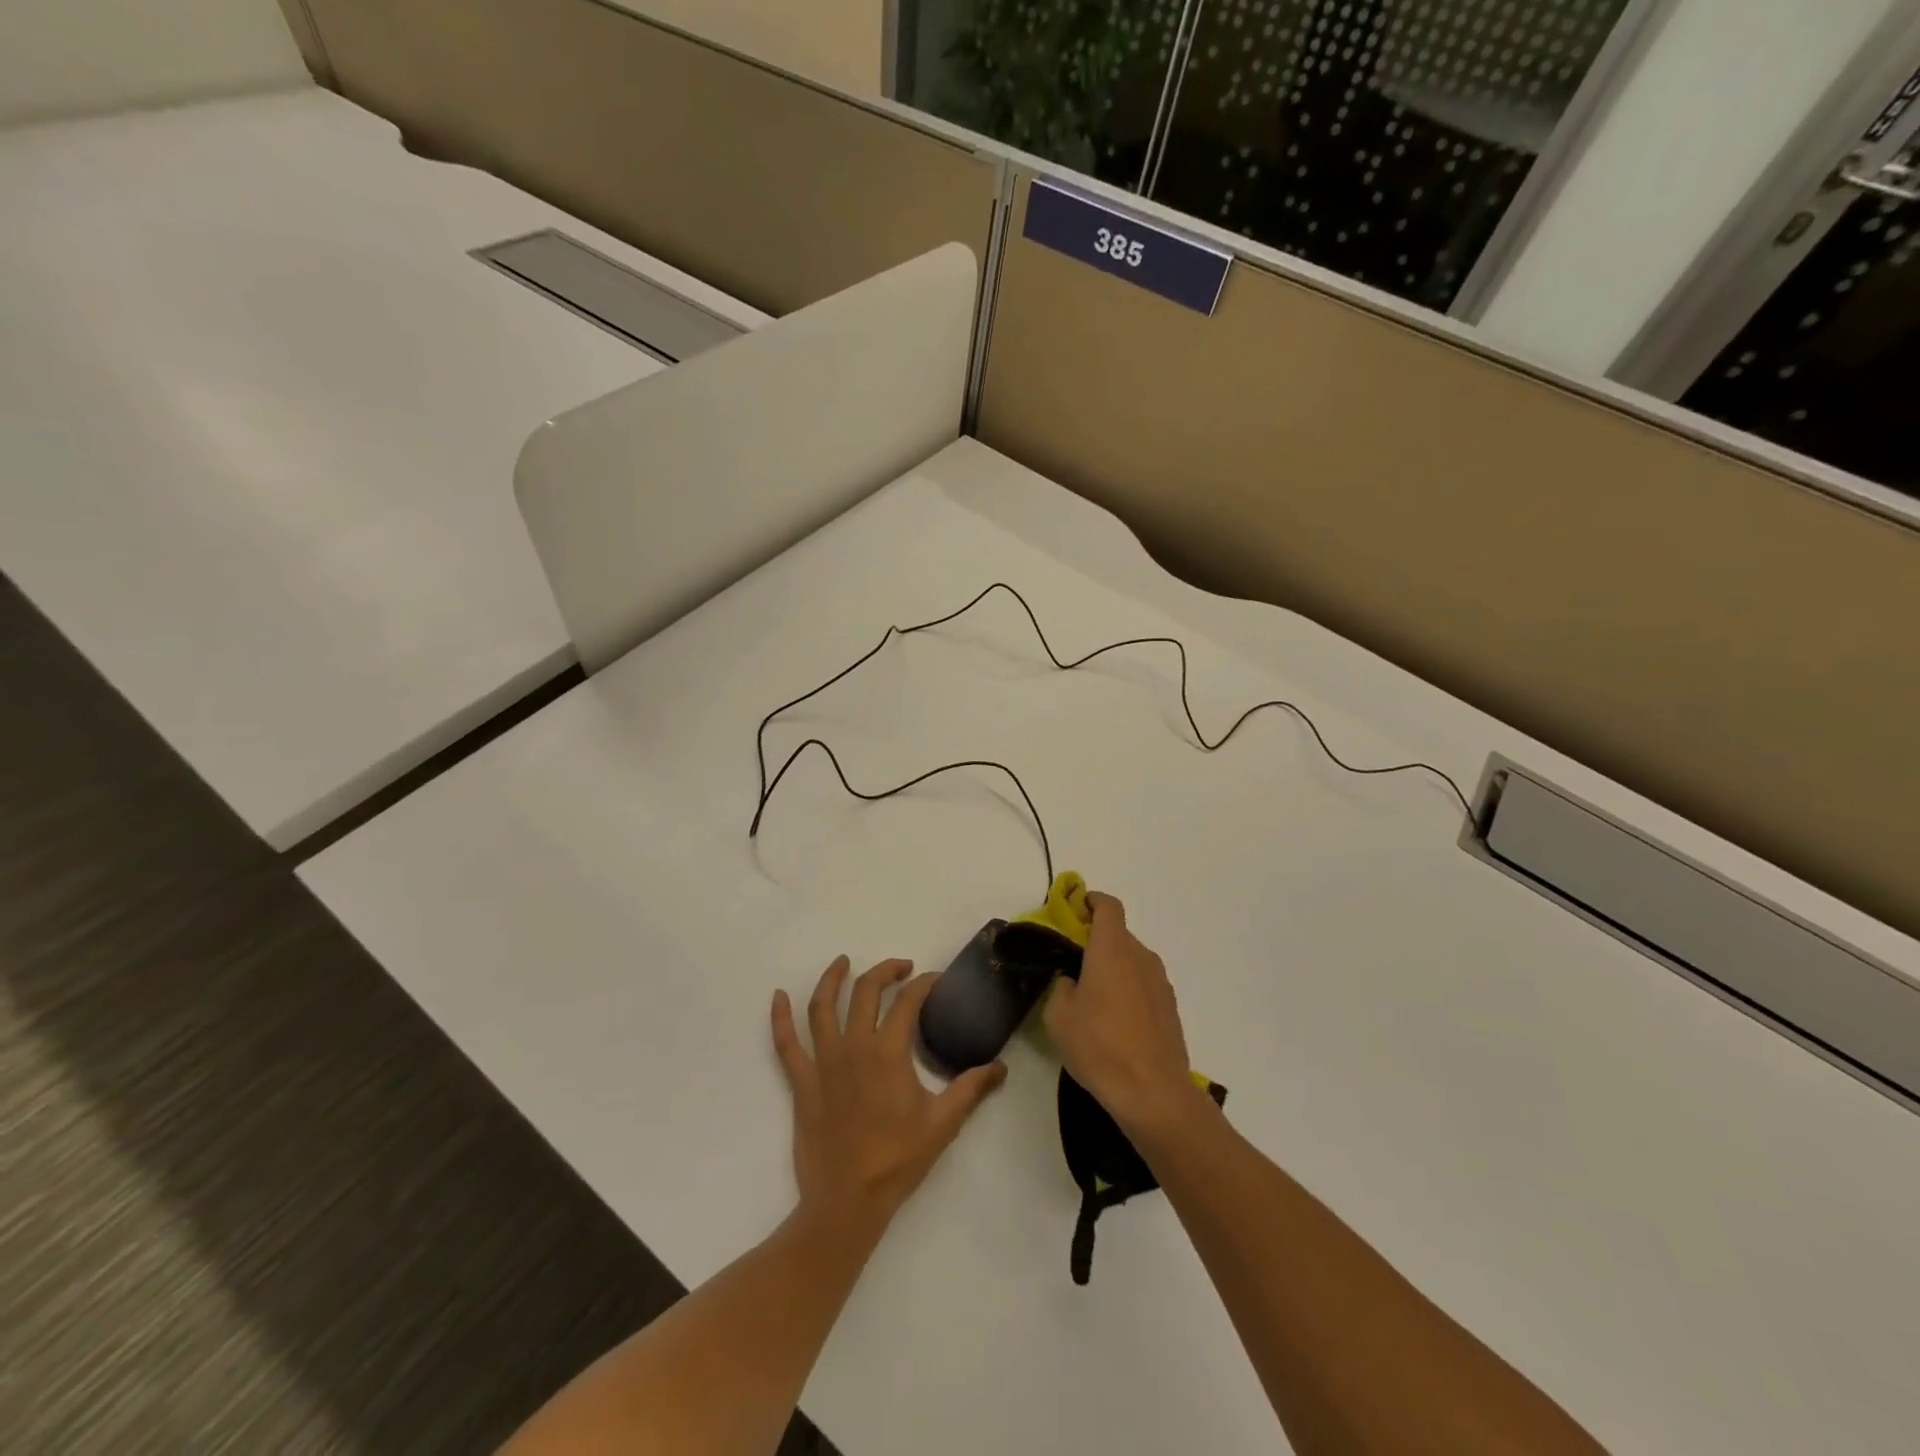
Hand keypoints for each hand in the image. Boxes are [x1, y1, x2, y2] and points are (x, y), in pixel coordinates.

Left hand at [772, 957, 1006, 1232]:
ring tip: (843, 961)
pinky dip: (779, 1017)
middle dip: (885, 971)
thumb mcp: (943, 1123)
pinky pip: (785, 1043)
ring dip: (832, 978)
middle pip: (865, 991)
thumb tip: (1000, 1067)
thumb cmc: (898, 1159)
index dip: (924, 984)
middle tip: (902, 967)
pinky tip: (777, 996)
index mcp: (888, 1052)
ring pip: (822, 1007)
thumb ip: (971, 1089)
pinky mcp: (801, 1082)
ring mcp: (823, 1062)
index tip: (935, 980)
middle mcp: (854, 1046)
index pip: (908, 1001)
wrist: (847, 1202)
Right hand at [1044, 892, 1202, 1140]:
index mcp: (1112, 949)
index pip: (1108, 906)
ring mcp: (1160, 982)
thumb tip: (1074, 982)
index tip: (1076, 908)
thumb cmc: (1099, 1045)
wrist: (1152, 1092)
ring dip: (1114, 969)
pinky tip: (1115, 1022)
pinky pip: (1144, 986)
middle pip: (1119, 935)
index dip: (1092, 901)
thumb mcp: (1059, 1016)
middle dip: (1097, 942)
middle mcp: (1141, 957)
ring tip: (1093, 999)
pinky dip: (1129, 991)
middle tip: (1074, 964)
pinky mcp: (1170, 1008)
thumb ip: (1063, 987)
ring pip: (1133, 962)